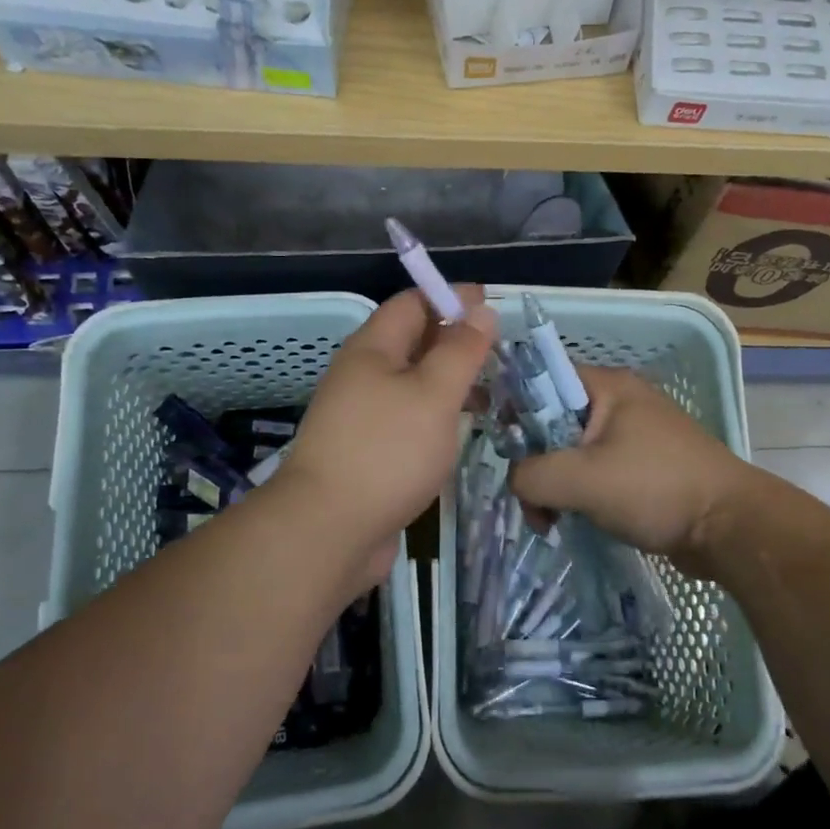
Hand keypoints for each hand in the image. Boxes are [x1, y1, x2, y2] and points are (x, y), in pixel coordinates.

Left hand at [268, 286, 496, 588]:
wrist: (328, 531)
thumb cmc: (386, 452)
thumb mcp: (433, 394)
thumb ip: (460, 351)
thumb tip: (481, 310)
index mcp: (372, 350)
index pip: (412, 303)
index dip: (451, 297)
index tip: (493, 307)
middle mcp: (363, 376)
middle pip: (412, 343)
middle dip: (455, 341)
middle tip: (501, 352)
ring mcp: (362, 416)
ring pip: (412, 384)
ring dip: (449, 382)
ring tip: (493, 393)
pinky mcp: (368, 452)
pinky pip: (408, 419)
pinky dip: (437, 416)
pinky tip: (462, 432)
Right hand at [508, 366, 751, 564]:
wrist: (730, 527)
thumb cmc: (655, 489)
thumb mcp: (581, 479)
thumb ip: (531, 475)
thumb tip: (516, 480)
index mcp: (607, 386)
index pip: (543, 379)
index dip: (513, 407)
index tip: (498, 445)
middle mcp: (619, 402)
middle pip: (553, 421)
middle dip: (534, 461)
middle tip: (530, 500)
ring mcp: (632, 435)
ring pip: (571, 451)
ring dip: (554, 484)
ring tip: (549, 522)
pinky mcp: (641, 466)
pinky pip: (593, 471)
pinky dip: (577, 494)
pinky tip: (570, 522)